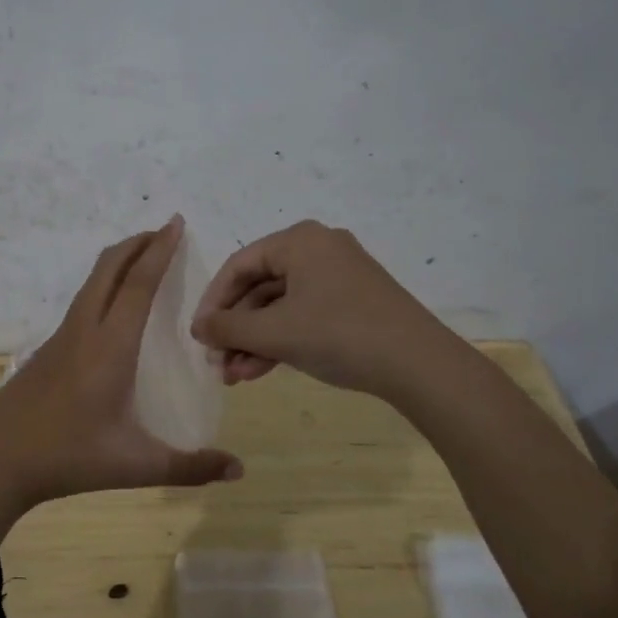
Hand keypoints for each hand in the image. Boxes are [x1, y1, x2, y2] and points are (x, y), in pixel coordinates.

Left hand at [0, 216, 243, 539]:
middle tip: (164, 232)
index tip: (175, 222)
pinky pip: (81, 301)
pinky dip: (103, 285)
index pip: (139, 284)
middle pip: (109, 268)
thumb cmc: (69, 457)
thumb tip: (238, 470)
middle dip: (137, 243)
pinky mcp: (47, 350)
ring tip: (143, 260)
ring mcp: (61, 338)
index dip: (159, 250)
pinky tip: (111, 307)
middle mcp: (84, 330)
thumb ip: (188, 467)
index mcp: (110, 346)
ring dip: (118, 262)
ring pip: (91, 282)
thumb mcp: (134, 465)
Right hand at [190, 220, 449, 399]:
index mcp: (299, 240)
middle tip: (217, 363)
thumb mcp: (275, 332)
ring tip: (236, 377)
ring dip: (255, 340)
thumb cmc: (339, 334)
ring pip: (281, 305)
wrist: (419, 364)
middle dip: (236, 329)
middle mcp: (318, 248)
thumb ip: (229, 328)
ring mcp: (339, 275)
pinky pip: (304, 314)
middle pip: (259, 286)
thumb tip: (198, 328)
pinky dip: (282, 340)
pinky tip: (261, 370)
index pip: (239, 265)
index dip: (213, 302)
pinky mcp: (353, 301)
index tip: (198, 337)